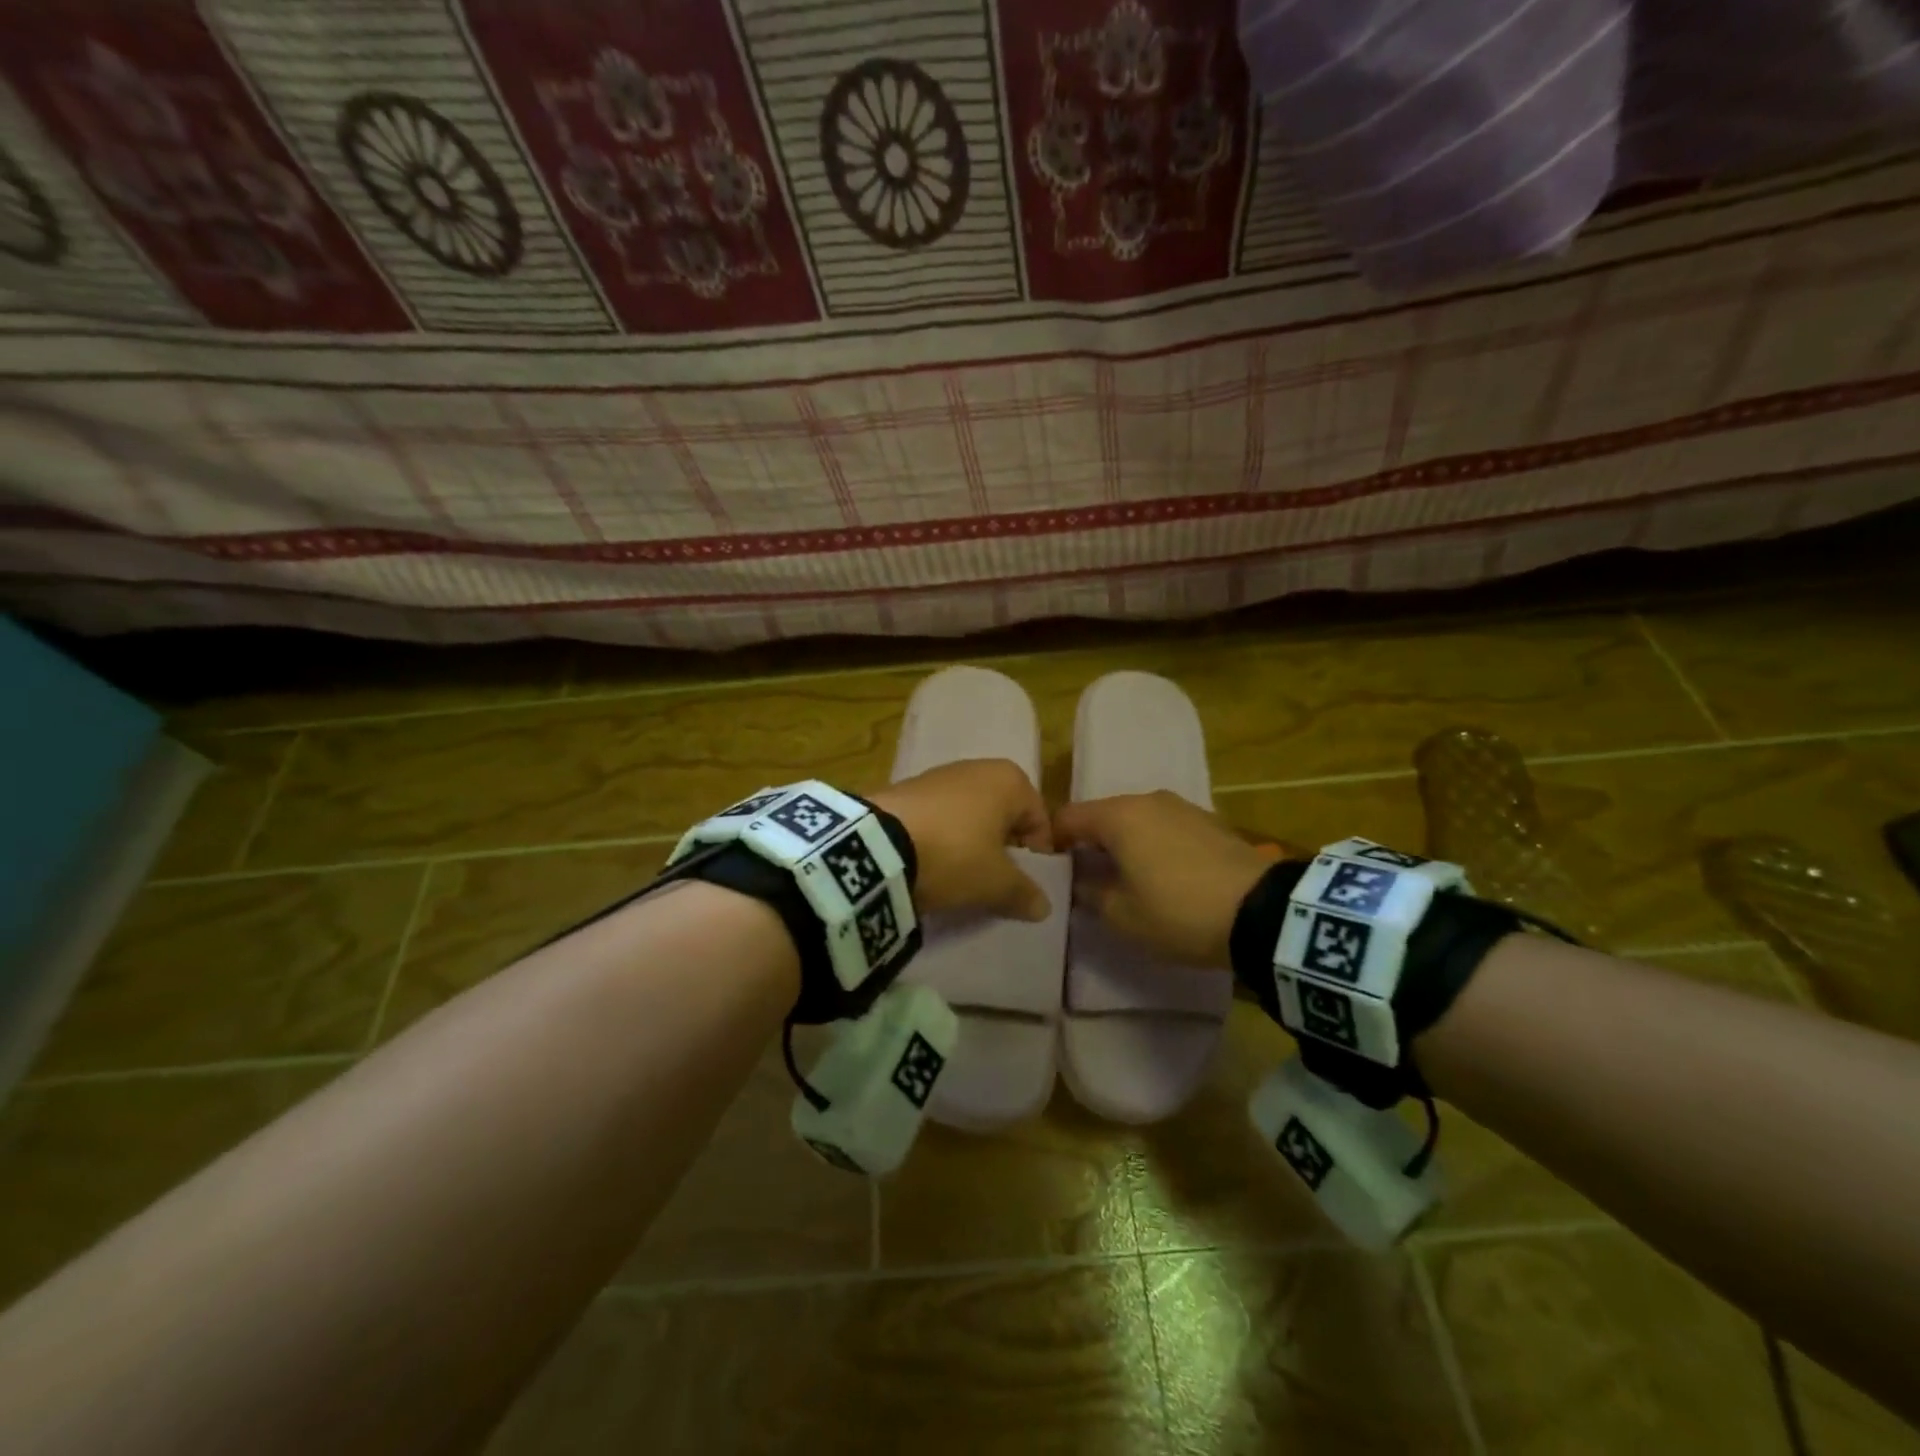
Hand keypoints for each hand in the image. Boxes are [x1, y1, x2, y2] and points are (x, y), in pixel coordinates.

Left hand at [871, 759, 1053, 920]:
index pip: (1039, 820)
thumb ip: (1025, 893)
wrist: (877, 844)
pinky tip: (931, 862)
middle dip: (1003, 847)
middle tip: (994, 880)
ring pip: (970, 815)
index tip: (1024, 884)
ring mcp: (939, 775)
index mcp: (1010, 780)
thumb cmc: (954, 855)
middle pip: (1004, 815)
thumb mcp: (995, 883)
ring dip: (971, 842)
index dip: (1037, 855)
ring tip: (960, 875)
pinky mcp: (907, 788)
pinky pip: (939, 816)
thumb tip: (1044, 907)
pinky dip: (942, 837)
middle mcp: (978, 768)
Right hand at [1053, 791, 1270, 966]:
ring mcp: (1182, 806)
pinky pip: (1165, 827)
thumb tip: (1081, 882)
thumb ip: (1090, 894)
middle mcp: (1147, 800)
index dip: (1052, 843)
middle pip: (1102, 815)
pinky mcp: (1210, 820)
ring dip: (1124, 843)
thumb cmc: (1179, 912)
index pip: (1067, 817)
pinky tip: (1165, 874)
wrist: (1264, 912)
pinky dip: (1154, 844)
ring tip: (1128, 878)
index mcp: (1118, 816)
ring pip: (1136, 820)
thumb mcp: (1122, 916)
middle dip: (1090, 843)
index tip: (1053, 872)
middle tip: (1088, 878)